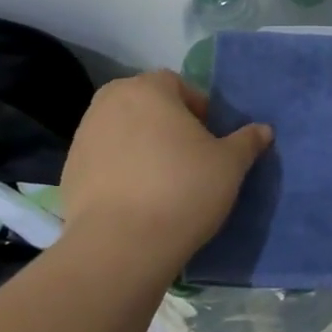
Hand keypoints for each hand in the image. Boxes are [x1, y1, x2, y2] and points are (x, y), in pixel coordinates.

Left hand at [56, 70, 272, 288]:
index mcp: (148, 89)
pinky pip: (104, 161)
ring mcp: (83, 137)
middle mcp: (109, 103)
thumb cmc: (183, 189)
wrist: (120, 246)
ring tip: (163, 181)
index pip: (178, 84)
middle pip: (146, 105)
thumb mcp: (230, 164)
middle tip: (189, 156)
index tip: (210, 138)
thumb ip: (247, 141)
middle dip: (167, 124)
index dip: (199, 108)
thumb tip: (263, 130)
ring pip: (123, 132)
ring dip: (142, 146)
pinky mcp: (68, 172)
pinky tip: (138, 200)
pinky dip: (120, 171)